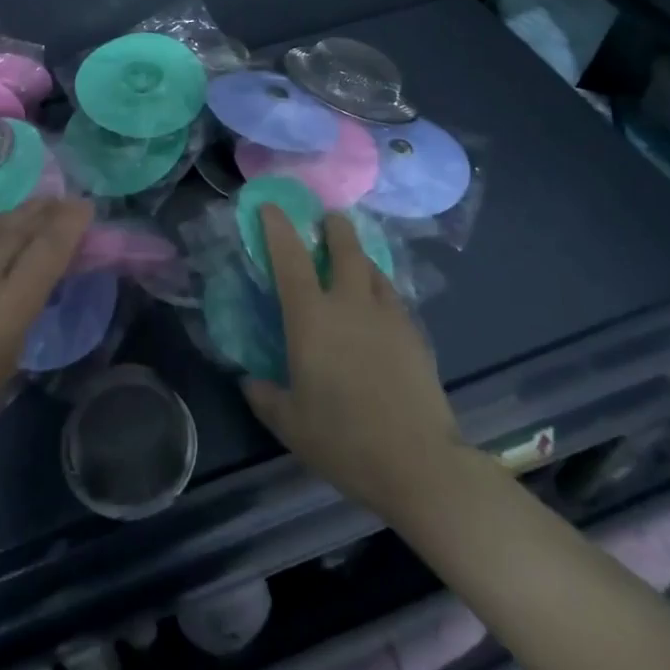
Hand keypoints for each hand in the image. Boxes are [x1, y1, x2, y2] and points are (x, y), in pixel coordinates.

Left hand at [0, 198, 91, 479]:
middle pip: (19, 228)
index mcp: (7, 307)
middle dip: (46, 211)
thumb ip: (24, 309)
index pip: (47, 250)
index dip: (69, 225)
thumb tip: (36, 276)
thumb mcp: (6, 359)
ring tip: (35, 207)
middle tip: (64, 200)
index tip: (84, 208)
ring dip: (16, 214)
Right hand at [242, 207, 460, 526]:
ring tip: (353, 261)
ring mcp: (388, 316)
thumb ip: (265, 397)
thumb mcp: (290, 424)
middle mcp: (350, 304)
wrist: (419, 463)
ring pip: (373, 268)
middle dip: (334, 226)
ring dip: (359, 257)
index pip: (290, 258)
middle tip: (327, 220)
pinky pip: (392, 298)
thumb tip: (249, 381)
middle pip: (345, 246)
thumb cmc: (344, 440)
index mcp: (312, 317)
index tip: (271, 206)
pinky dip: (380, 290)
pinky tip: (378, 309)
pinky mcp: (415, 335)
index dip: (278, 227)